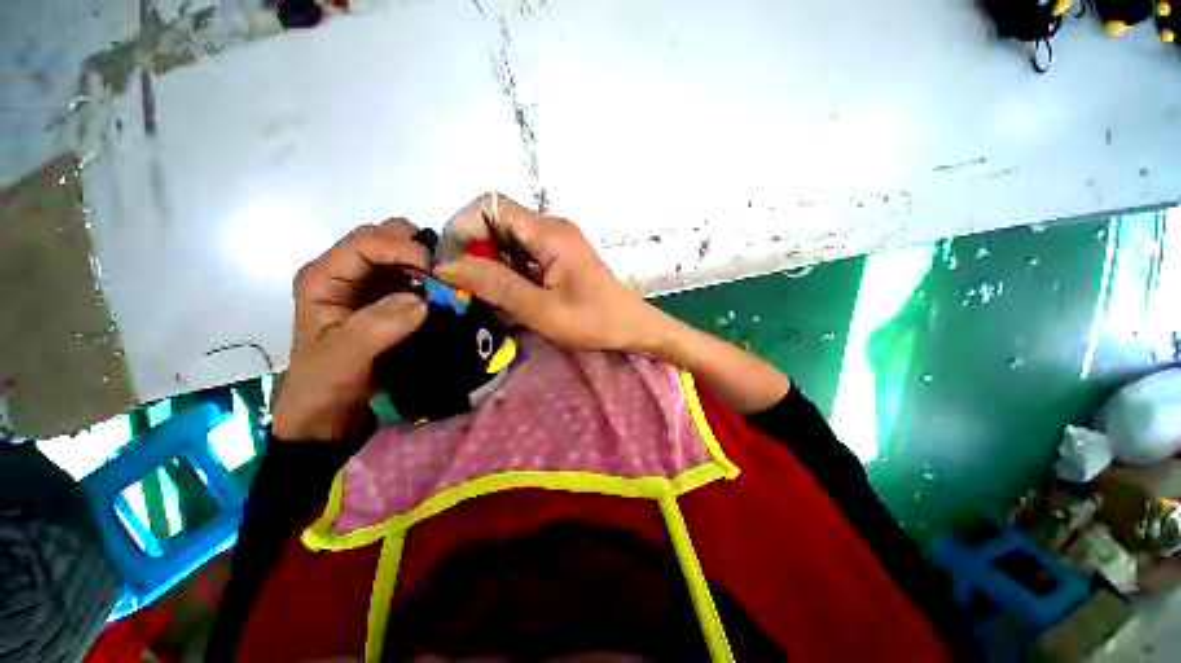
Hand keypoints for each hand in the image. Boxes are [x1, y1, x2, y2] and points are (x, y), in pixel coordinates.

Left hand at [272, 220, 428, 441]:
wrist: (333, 411)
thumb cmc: (326, 384)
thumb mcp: (343, 359)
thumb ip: (377, 327)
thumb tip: (422, 302)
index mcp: (324, 277)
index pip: (364, 243)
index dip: (401, 248)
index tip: (435, 270)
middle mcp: (347, 273)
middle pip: (384, 237)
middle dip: (417, 248)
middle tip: (444, 273)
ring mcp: (371, 285)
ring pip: (404, 254)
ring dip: (429, 263)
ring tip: (450, 282)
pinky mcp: (391, 299)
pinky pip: (416, 277)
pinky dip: (434, 279)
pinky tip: (447, 292)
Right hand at [434, 193, 662, 352]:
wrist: (632, 327)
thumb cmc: (594, 321)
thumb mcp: (542, 309)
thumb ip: (496, 285)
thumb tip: (447, 266)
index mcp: (549, 232)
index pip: (489, 205)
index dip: (462, 228)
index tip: (451, 264)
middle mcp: (550, 228)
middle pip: (496, 221)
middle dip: (472, 250)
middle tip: (465, 286)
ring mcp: (555, 243)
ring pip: (506, 240)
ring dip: (488, 263)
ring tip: (483, 295)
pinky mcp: (557, 257)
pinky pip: (521, 255)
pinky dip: (506, 271)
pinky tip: (505, 296)